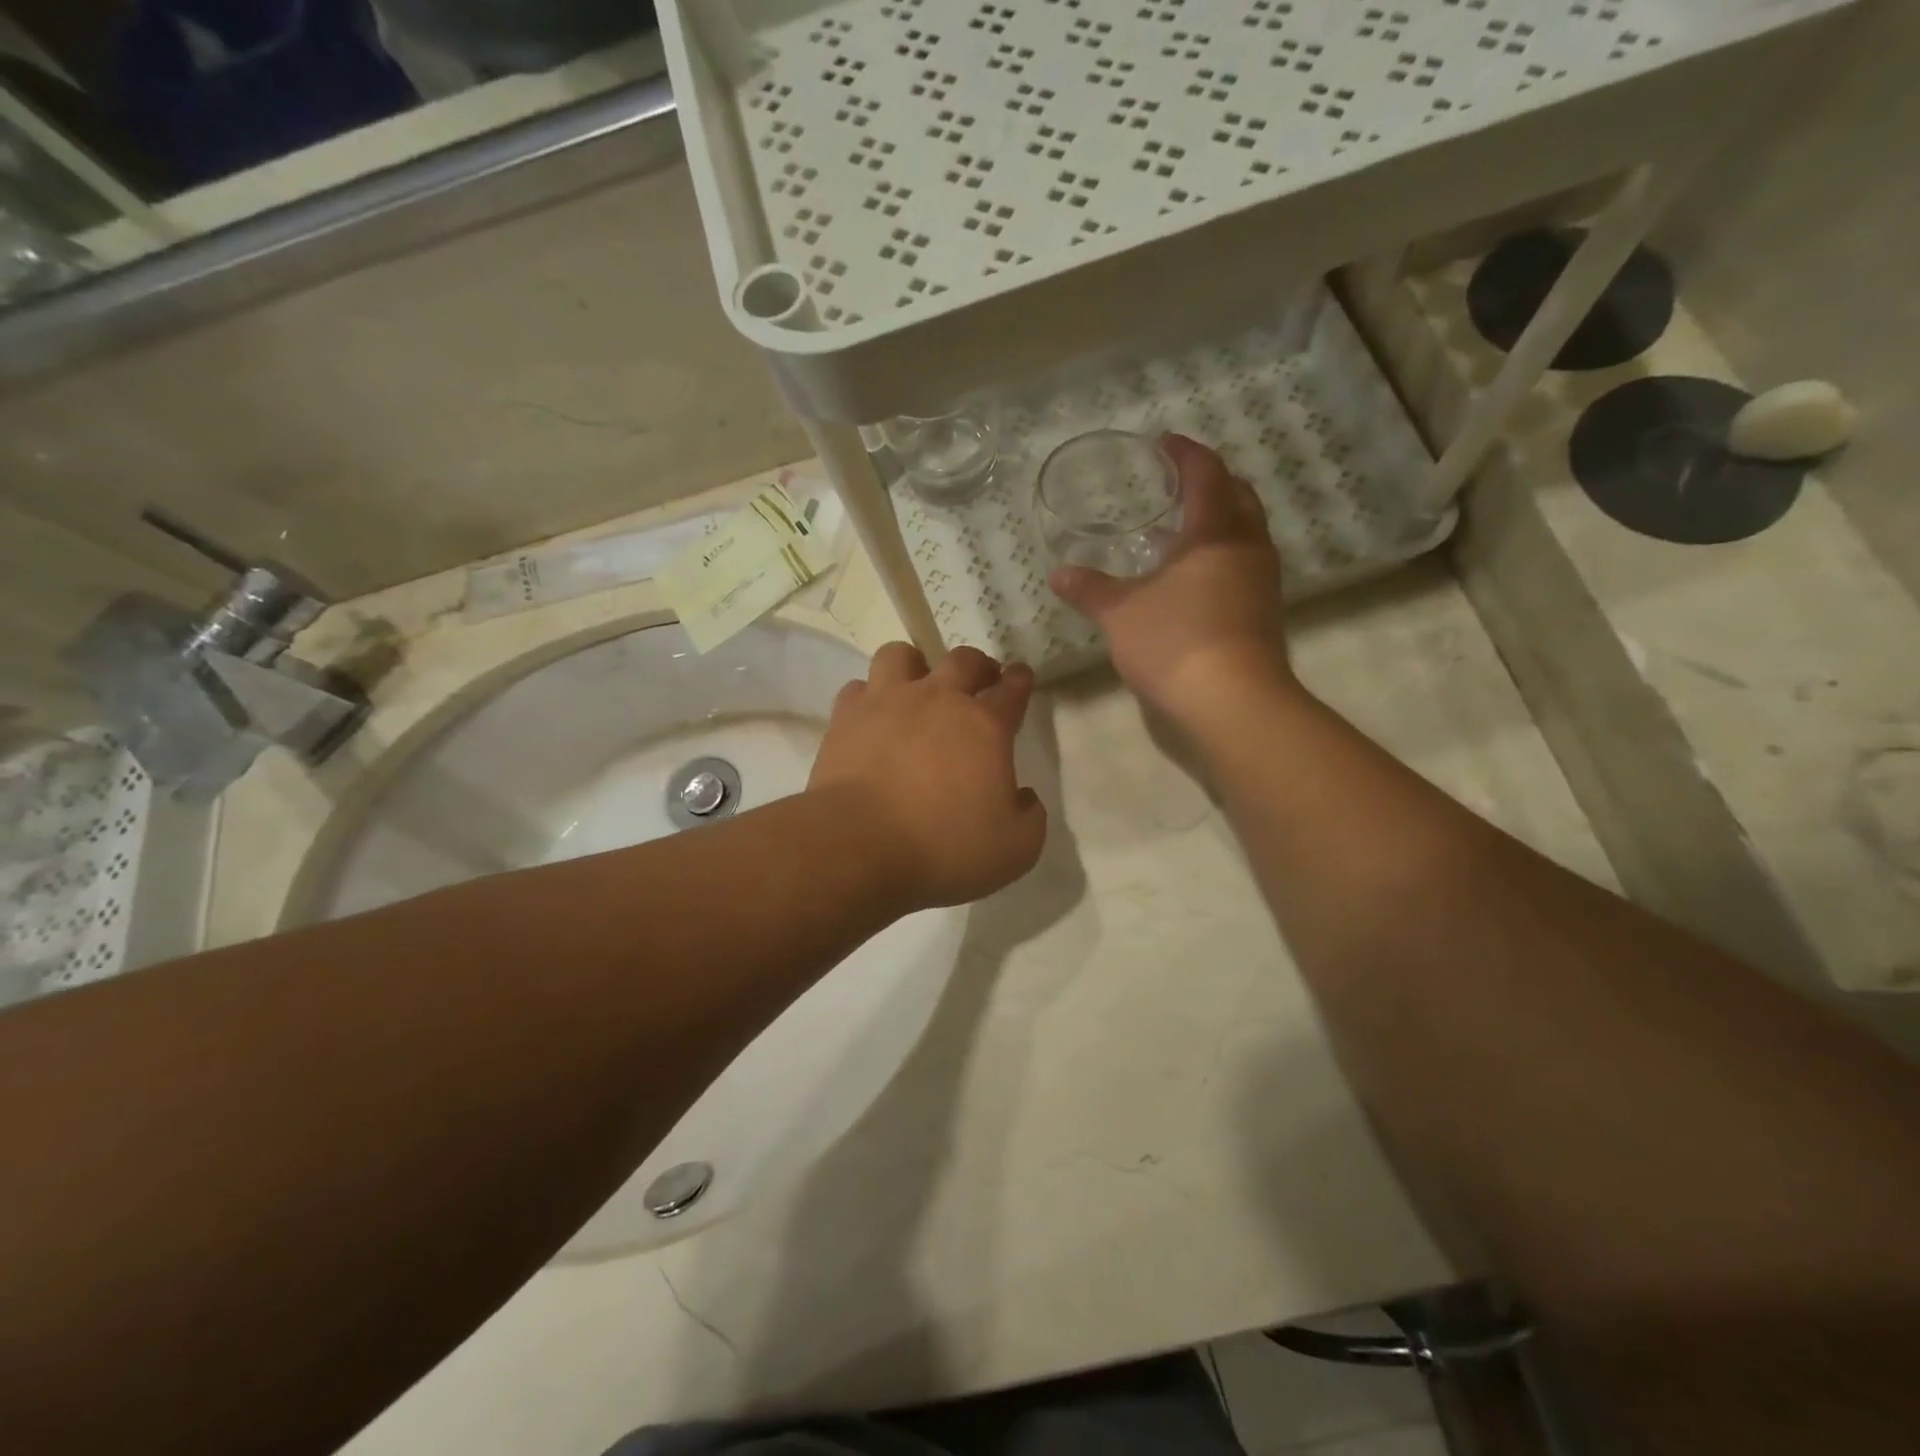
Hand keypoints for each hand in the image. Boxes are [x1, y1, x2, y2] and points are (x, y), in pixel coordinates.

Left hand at [810, 643, 1046, 910]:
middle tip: (981, 679)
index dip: (1020, 681)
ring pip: (901, 656)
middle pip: (962, 661)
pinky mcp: (846, 718)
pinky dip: (869, 696)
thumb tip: (1022, 796)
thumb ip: (1030, 817)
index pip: (1012, 690)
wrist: (859, 847)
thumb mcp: (1016, 849)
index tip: (1021, 676)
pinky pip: (859, 688)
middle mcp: (938, 700)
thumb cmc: (944, 849)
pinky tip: (873, 716)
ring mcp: (887, 703)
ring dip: (915, 666)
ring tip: (917, 685)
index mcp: (985, 726)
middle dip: (978, 665)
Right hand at [1050, 434, 1296, 728]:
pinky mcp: (1263, 611)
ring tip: (1179, 529)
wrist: (1234, 702)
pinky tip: (1190, 578)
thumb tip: (1060, 574)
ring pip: (1244, 532)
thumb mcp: (1120, 614)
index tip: (1163, 444)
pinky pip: (1242, 563)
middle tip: (1177, 483)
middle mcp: (1247, 547)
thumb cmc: (1175, 643)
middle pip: (1237, 496)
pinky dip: (1219, 554)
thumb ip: (1090, 590)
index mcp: (1215, 532)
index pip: (1206, 474)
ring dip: (1217, 520)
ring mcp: (1261, 580)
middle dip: (1210, 482)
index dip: (1185, 454)